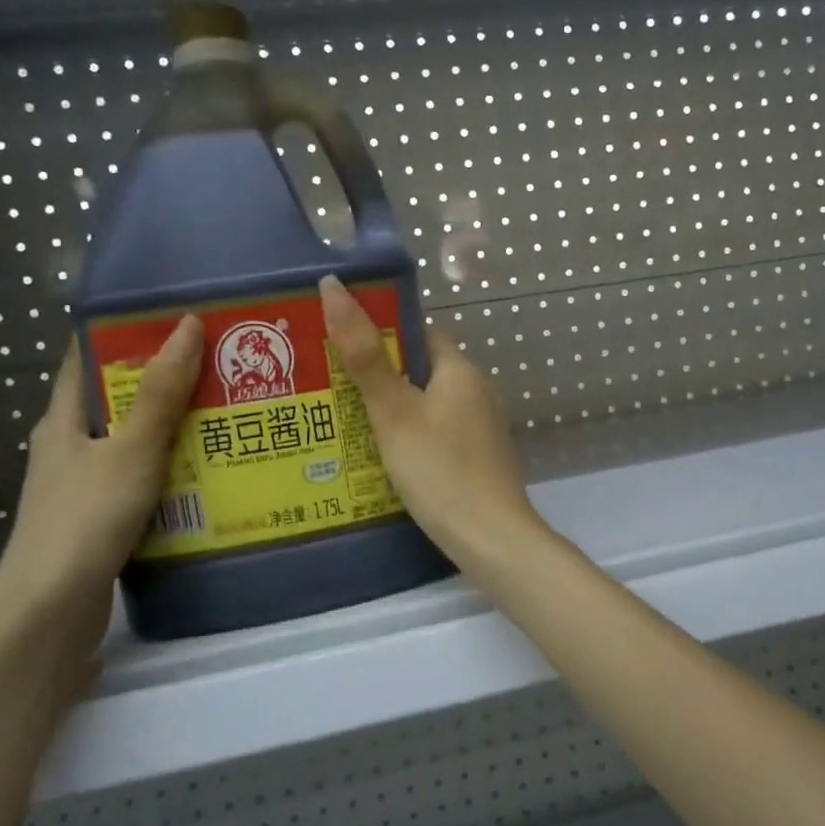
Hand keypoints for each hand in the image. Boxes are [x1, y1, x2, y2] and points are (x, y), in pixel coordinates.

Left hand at [0, 318, 201, 666]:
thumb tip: (188, 325)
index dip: (122, 334)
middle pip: (115, 402)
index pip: (85, 359)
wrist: (50, 612)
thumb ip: (161, 393)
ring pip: (130, 445)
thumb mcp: (131, 450)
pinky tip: (204, 474)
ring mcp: (80, 487)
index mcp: (62, 421)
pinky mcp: (97, 521)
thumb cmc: (86, 518)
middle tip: (217, 366)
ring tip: (223, 414)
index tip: (172, 319)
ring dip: (169, 430)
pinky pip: (138, 481)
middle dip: (161, 383)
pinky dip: (168, 471)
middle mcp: (66, 448)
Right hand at [319, 276, 544, 564]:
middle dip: (382, 378)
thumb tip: (334, 286)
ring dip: (395, 412)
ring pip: (429, 406)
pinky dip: (413, 439)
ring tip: (348, 426)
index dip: (382, 336)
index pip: (420, 334)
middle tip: (333, 392)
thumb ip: (364, 355)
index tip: (342, 349)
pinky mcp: (481, 459)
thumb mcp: (394, 411)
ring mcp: (482, 428)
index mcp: (461, 370)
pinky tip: (386, 460)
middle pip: (422, 371)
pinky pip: (439, 435)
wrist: (491, 539)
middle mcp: (478, 392)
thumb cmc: (439, 468)